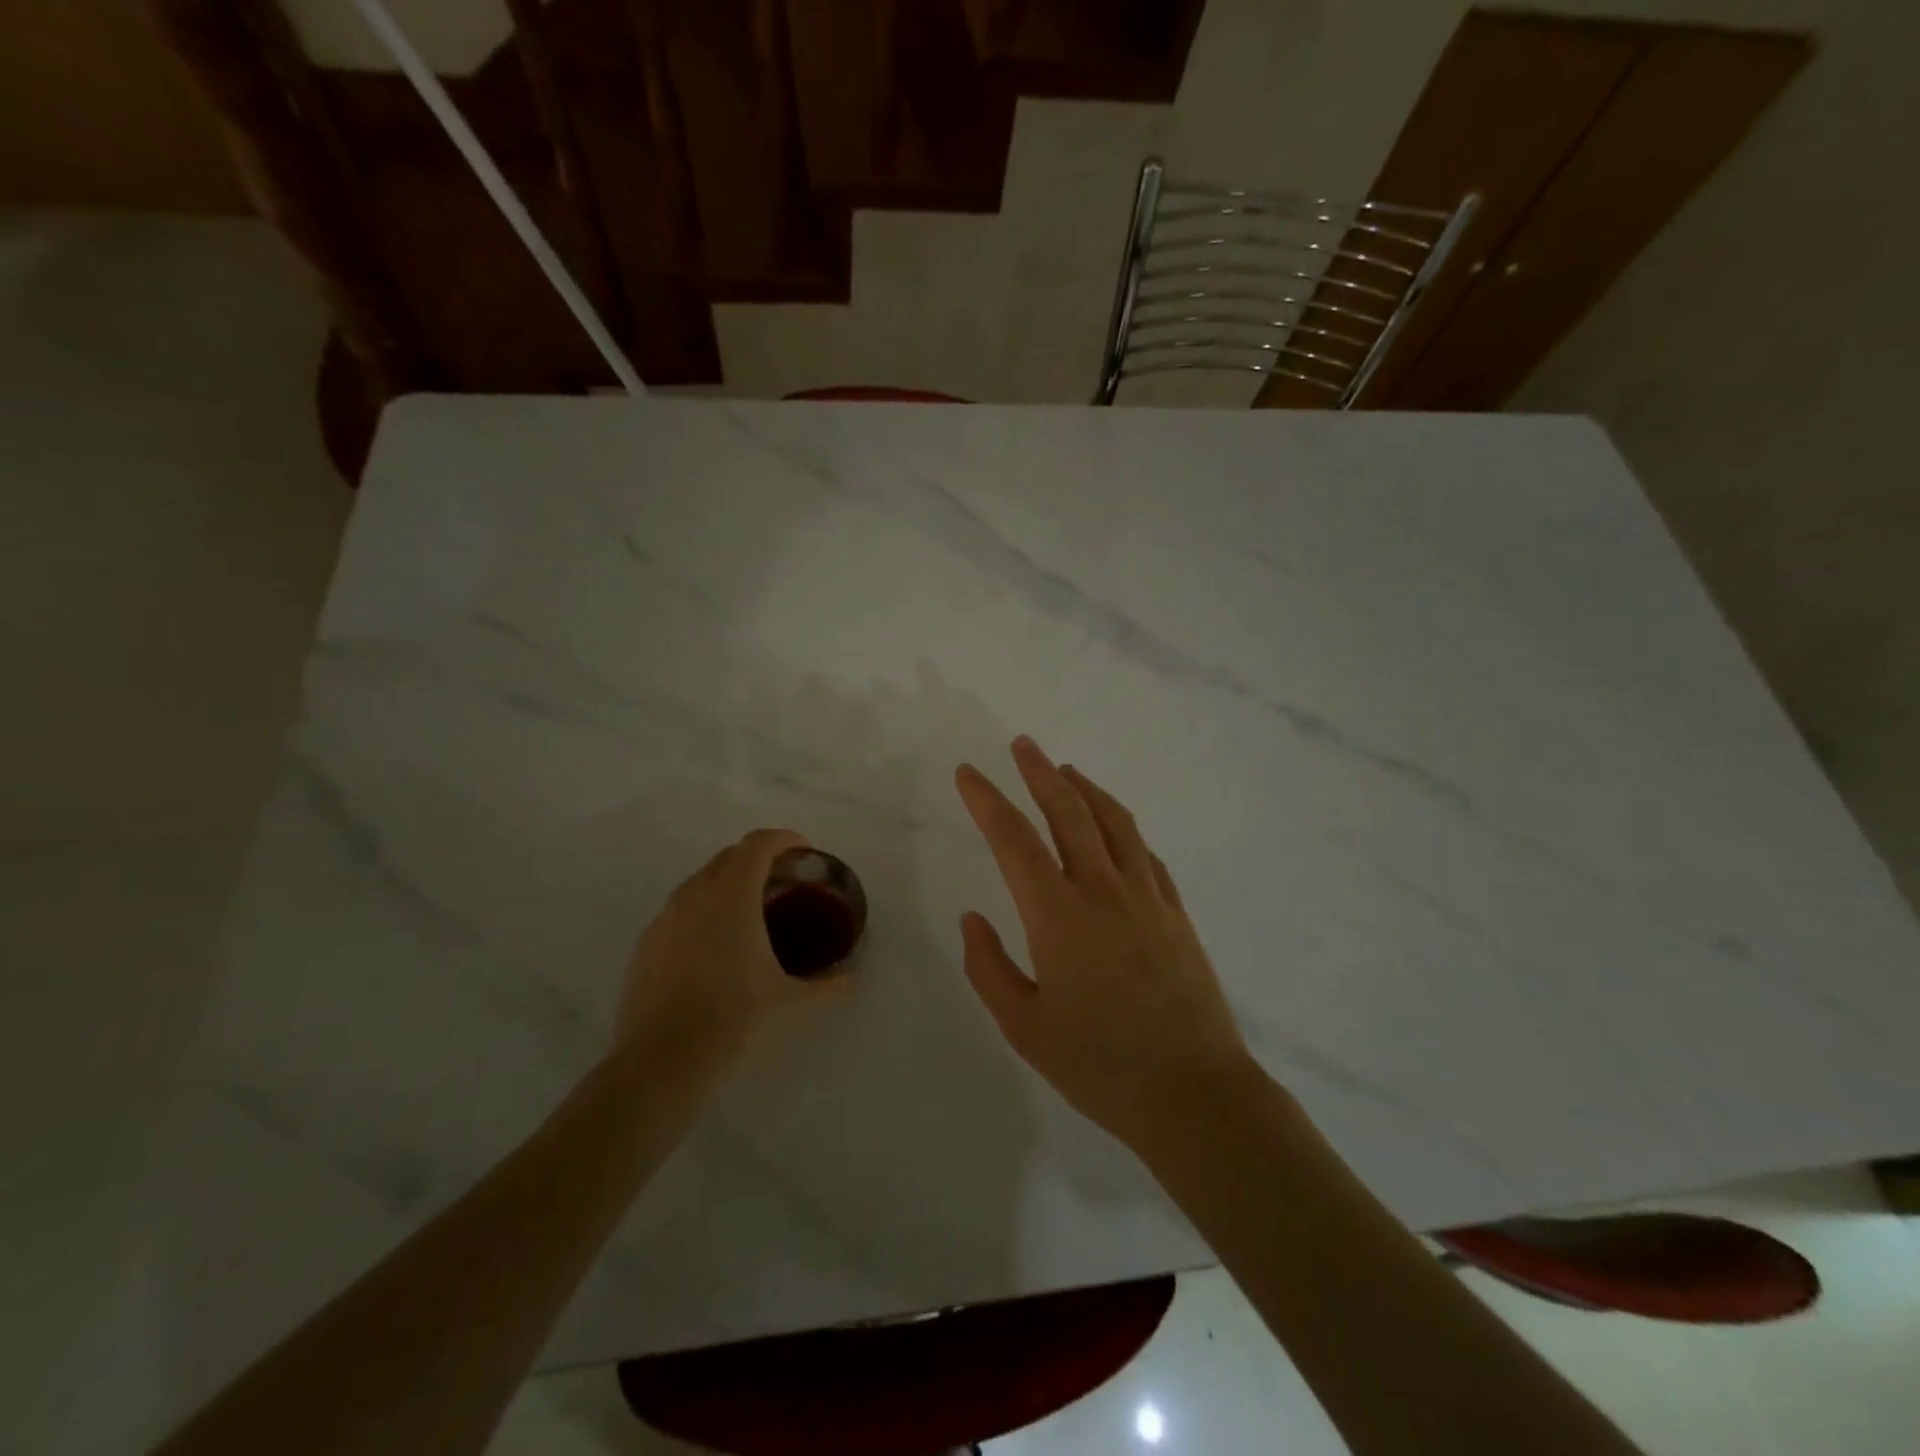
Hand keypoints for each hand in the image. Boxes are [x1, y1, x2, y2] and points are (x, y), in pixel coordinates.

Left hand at [615, 828, 827, 1083]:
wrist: (660, 1063)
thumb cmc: (733, 1019)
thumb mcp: (790, 1001)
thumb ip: (827, 985)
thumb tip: (850, 980)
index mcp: (733, 896)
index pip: (758, 844)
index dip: (784, 838)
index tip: (804, 850)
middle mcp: (695, 895)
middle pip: (729, 856)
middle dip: (758, 858)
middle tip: (783, 882)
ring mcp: (664, 919)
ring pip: (700, 882)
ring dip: (727, 883)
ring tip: (749, 913)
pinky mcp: (644, 945)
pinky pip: (679, 911)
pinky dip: (702, 912)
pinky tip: (713, 948)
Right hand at [954, 737, 1255, 1154]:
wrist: (1193, 1092)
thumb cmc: (1099, 1064)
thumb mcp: (1024, 1026)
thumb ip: (989, 966)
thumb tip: (972, 917)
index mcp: (1057, 914)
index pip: (1013, 839)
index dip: (986, 800)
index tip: (967, 773)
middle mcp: (1102, 890)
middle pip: (1069, 811)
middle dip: (1041, 773)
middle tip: (1023, 745)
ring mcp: (1146, 896)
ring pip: (1114, 822)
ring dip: (1087, 789)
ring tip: (1067, 771)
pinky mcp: (1175, 912)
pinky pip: (1145, 853)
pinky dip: (1123, 828)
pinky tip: (1115, 828)